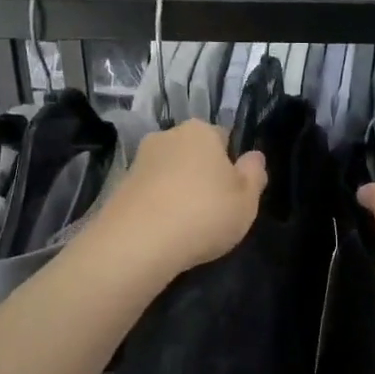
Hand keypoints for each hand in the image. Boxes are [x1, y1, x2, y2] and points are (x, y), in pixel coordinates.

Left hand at [82, 120, 266, 280]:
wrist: (138, 242)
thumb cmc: (204, 213)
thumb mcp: (247, 200)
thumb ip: (254, 174)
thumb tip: (254, 157)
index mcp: (200, 131)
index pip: (223, 137)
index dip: (231, 163)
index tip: (233, 191)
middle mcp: (167, 136)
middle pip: (193, 152)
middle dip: (201, 173)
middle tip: (212, 208)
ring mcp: (139, 160)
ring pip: (169, 172)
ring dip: (177, 189)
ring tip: (186, 225)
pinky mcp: (119, 186)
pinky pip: (149, 192)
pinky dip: (157, 205)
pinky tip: (163, 231)